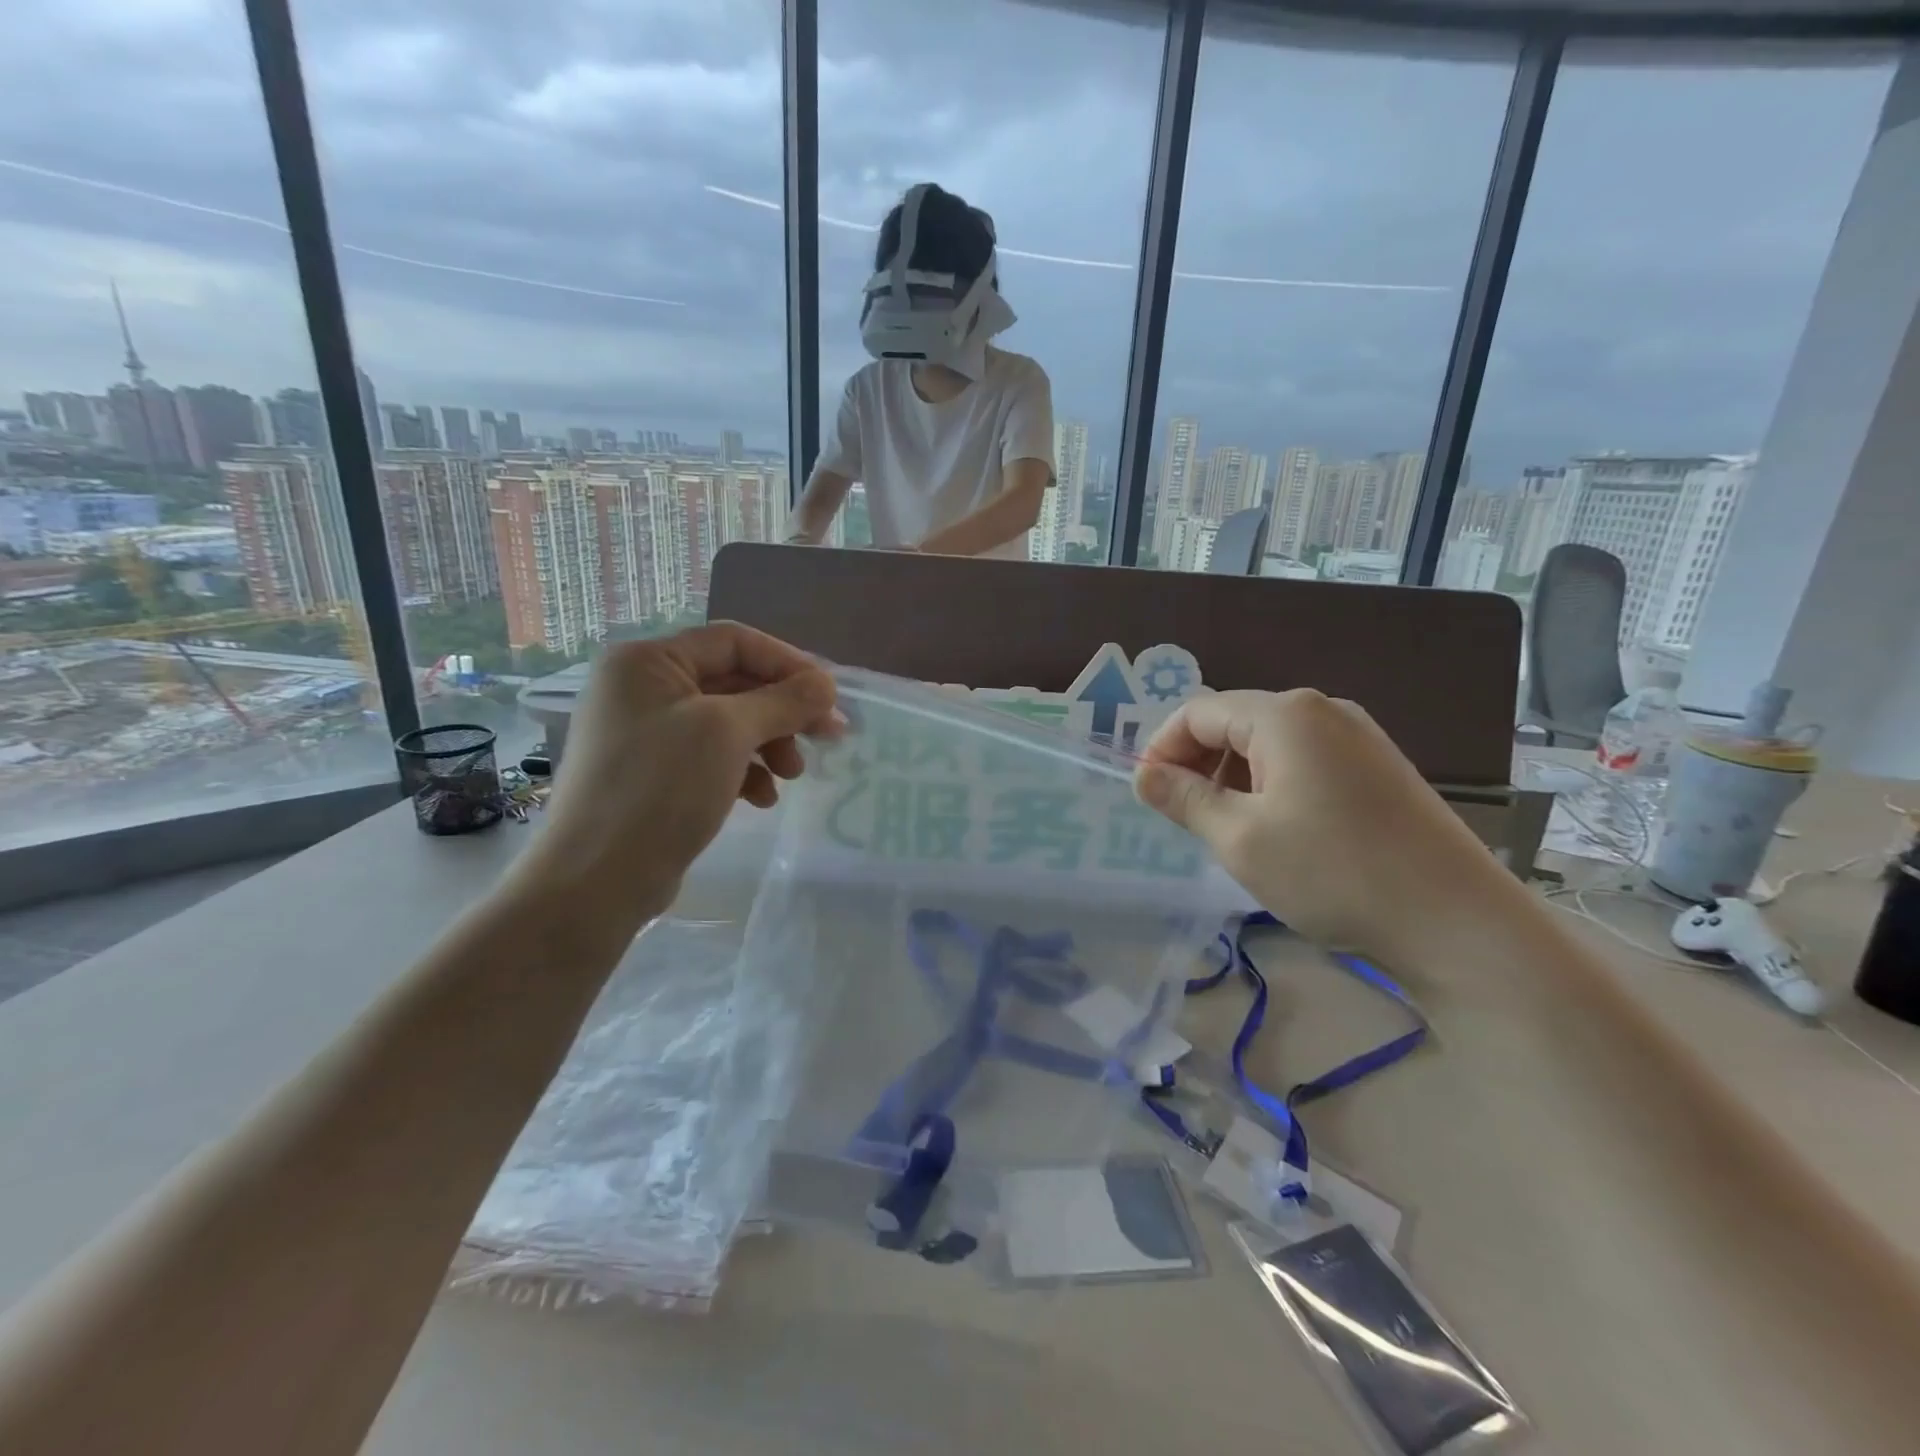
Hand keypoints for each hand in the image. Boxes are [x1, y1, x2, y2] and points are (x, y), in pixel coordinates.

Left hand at [518, 623, 837, 922]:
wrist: (597, 880)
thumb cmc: (661, 788)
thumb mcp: (729, 733)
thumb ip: (784, 701)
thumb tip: (827, 683)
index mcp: (647, 661)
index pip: (733, 641)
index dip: (787, 663)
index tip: (829, 696)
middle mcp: (642, 688)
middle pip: (734, 683)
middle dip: (782, 712)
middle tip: (827, 737)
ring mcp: (645, 733)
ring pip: (727, 723)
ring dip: (769, 744)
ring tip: (792, 776)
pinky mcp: (653, 773)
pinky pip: (711, 756)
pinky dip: (744, 771)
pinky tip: (762, 798)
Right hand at [1135, 689, 1510, 966]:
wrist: (1458, 922)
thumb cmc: (1334, 872)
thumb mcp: (1241, 838)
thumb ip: (1185, 799)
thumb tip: (1143, 776)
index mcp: (1285, 715)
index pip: (1198, 712)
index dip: (1162, 748)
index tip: (1146, 795)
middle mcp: (1323, 710)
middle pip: (1235, 722)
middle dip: (1198, 763)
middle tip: (1183, 816)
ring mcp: (1358, 737)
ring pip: (1269, 744)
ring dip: (1233, 777)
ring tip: (1227, 829)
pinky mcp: (1379, 768)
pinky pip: (1305, 761)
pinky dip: (1272, 785)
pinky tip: (1277, 830)